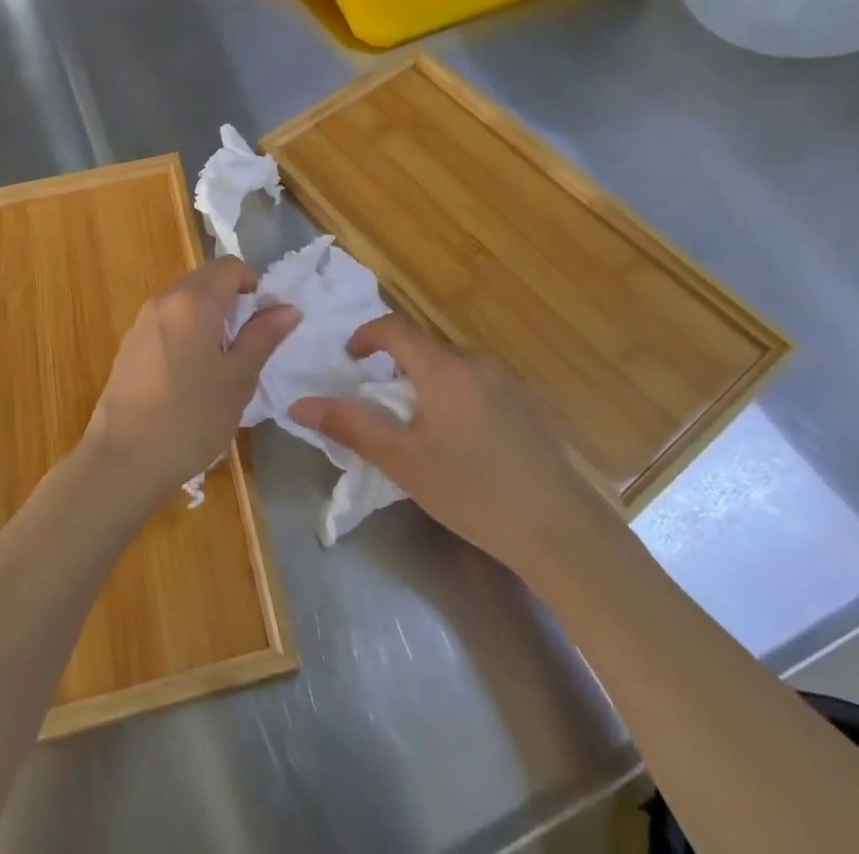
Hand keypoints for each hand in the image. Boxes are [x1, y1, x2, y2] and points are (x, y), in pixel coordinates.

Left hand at [84, 256, 299, 507]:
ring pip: (185, 300)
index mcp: (193, 301)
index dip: (253, 284)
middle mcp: (164, 300)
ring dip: (209, 315)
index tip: (264, 319)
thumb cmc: (191, 418)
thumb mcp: (238, 379)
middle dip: (231, 299)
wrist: (123, 459)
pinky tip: (190, 374)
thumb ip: (263, 337)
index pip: (230, 266)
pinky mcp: (130, 344)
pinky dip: (186, 330)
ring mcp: (142, 321)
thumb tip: (287, 308)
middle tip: (248, 342)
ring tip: (221, 361)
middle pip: (206, 279)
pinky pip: (167, 321)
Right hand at [290, 315, 611, 568]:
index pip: (396, 328)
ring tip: (424, 429)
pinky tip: (468, 444)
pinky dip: (461, 398)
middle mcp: (478, 363)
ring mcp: (510, 382)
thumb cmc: (471, 492)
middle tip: (384, 406)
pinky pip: (482, 386)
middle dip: (398, 367)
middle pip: (426, 349)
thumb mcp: (402, 461)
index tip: (351, 359)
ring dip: (431, 384)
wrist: (559, 530)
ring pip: (455, 368)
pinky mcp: (531, 405)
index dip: (367, 335)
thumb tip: (299, 404)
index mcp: (444, 369)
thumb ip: (350, 426)